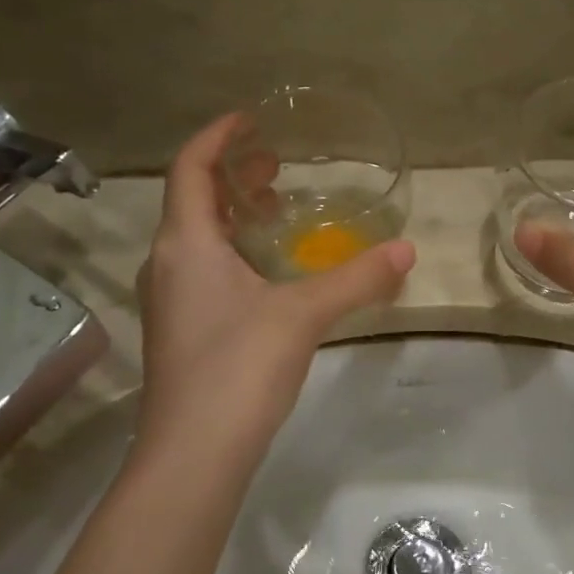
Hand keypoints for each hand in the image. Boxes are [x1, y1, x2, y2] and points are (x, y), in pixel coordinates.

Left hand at [135, 114, 415, 463]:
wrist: (194, 453)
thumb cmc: (238, 368)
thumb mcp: (303, 315)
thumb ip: (357, 278)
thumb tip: (407, 249)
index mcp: (185, 243)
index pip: (190, 168)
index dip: (217, 136)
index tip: (251, 119)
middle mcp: (167, 264)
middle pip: (193, 202)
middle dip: (234, 178)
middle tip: (278, 168)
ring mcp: (169, 302)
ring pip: (198, 241)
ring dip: (234, 219)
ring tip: (278, 215)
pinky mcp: (180, 333)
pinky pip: (203, 273)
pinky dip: (233, 256)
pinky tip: (269, 277)